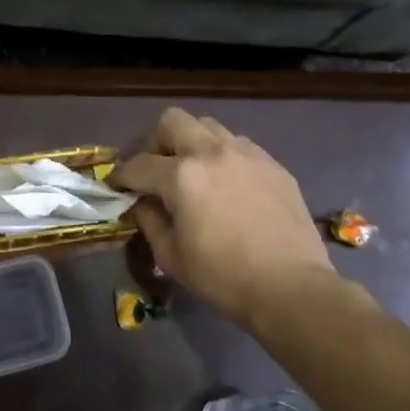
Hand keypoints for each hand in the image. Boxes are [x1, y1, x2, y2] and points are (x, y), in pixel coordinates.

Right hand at [112, 108, 339, 325]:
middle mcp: (211, 152)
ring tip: (194, 172)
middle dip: (155, 142)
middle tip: (155, 169)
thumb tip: (140, 203)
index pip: (138, 164)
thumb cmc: (224, 277)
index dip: (121, 176)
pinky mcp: (273, 165)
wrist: (293, 289)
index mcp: (181, 175)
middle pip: (172, 121)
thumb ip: (149, 220)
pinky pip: (239, 146)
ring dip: (192, 143)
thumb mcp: (171, 255)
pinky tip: (227, 185)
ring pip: (209, 127)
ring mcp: (247, 154)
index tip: (116, 186)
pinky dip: (224, 157)